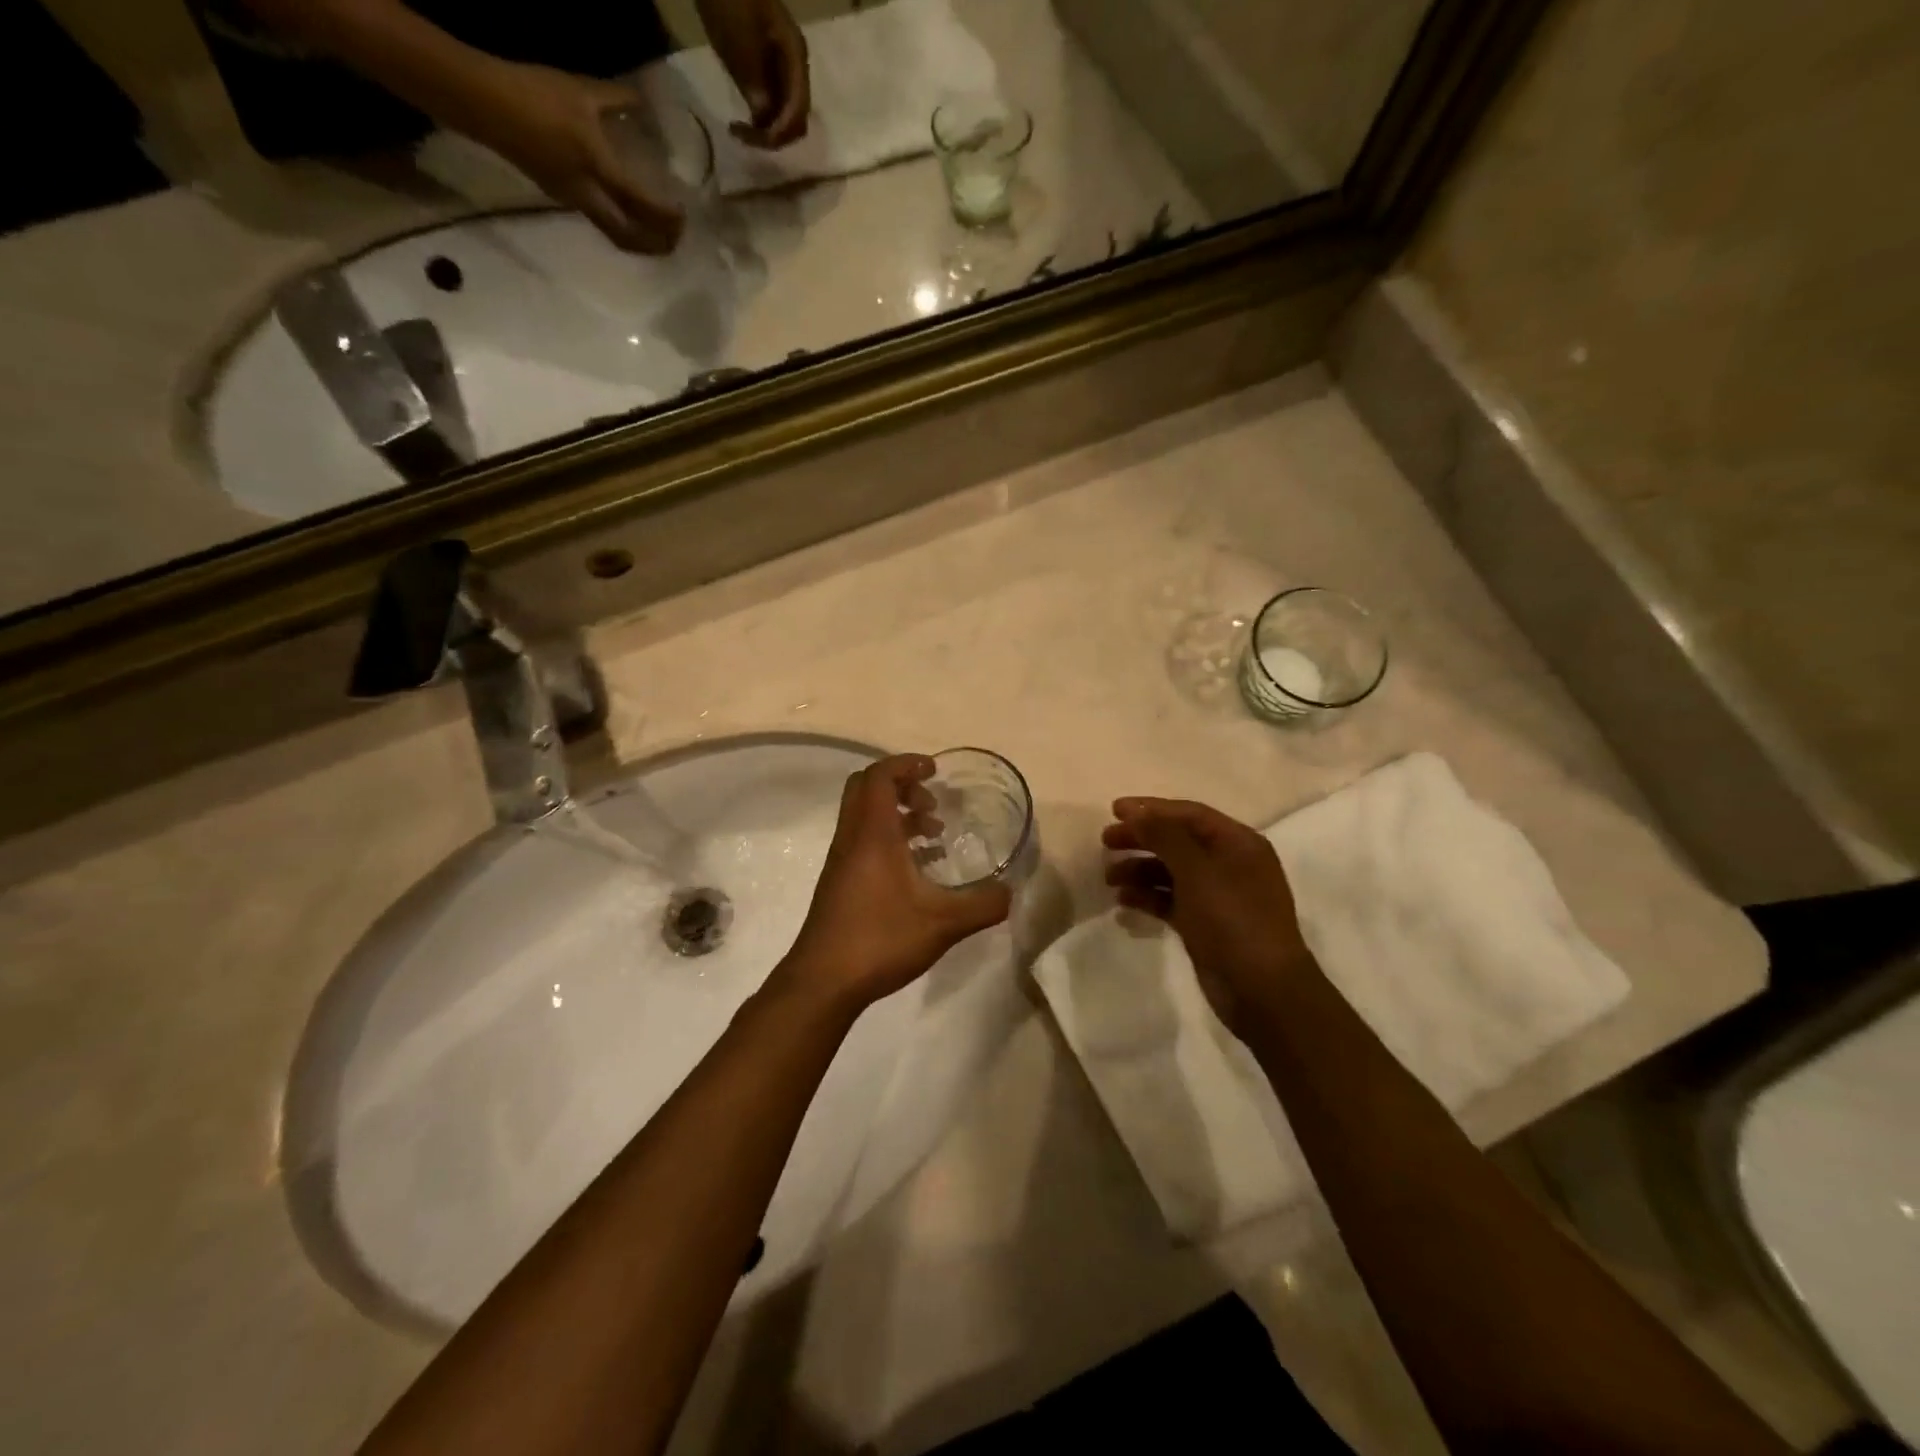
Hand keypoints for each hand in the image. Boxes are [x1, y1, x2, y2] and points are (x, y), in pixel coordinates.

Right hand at [473, 63, 684, 252]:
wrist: (481, 101)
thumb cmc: (533, 92)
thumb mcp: (579, 90)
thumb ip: (615, 99)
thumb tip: (642, 100)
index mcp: (596, 166)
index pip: (640, 202)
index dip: (664, 216)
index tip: (684, 217)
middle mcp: (587, 193)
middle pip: (628, 236)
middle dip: (656, 244)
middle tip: (676, 241)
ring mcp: (572, 199)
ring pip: (613, 234)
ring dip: (639, 242)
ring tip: (659, 240)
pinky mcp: (559, 196)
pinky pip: (599, 222)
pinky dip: (621, 228)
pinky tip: (629, 219)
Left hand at [696, 0, 810, 148]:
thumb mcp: (739, 41)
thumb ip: (755, 80)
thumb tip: (764, 118)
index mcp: (795, 58)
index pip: (797, 111)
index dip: (778, 132)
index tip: (753, 138)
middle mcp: (795, 69)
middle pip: (796, 119)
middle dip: (774, 136)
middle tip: (744, 137)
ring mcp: (784, 70)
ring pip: (785, 117)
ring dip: (767, 130)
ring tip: (741, 130)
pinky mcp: (771, 71)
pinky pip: (774, 106)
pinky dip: (762, 119)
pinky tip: (744, 118)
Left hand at [783, 755, 1010, 1011]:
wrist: (824, 982)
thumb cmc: (880, 939)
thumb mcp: (944, 923)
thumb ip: (983, 905)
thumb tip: (1010, 892)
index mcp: (872, 834)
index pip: (880, 775)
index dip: (906, 763)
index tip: (934, 770)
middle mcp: (852, 838)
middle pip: (866, 788)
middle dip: (901, 785)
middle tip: (932, 804)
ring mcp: (841, 861)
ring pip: (865, 816)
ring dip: (897, 814)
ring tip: (933, 837)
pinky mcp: (839, 882)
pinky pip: (863, 841)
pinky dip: (889, 839)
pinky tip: (917, 872)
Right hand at [1103, 798, 1317, 1038]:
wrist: (1262, 990)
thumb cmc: (1233, 919)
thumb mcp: (1197, 870)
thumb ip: (1164, 836)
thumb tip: (1136, 811)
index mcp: (1238, 843)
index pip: (1189, 814)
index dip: (1151, 808)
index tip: (1113, 810)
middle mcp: (1229, 864)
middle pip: (1178, 840)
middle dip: (1141, 839)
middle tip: (1105, 842)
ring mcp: (1217, 896)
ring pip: (1171, 871)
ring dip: (1139, 869)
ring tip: (1109, 878)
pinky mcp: (1205, 924)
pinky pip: (1170, 900)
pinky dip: (1147, 897)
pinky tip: (1123, 902)